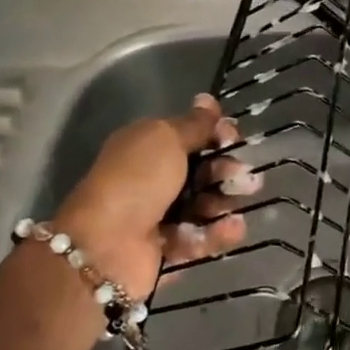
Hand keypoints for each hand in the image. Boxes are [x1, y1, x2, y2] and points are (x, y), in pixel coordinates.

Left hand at [50, 93, 255, 300]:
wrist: (106, 247)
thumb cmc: (137, 181)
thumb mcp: (166, 139)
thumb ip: (194, 124)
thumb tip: (208, 99)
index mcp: (146, 147)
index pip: (189, 135)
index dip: (215, 134)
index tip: (234, 137)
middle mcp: (152, 179)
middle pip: (201, 171)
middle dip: (226, 171)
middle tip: (244, 176)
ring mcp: (159, 216)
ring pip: (204, 206)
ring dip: (225, 203)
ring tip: (238, 204)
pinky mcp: (168, 250)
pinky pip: (199, 238)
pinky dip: (217, 233)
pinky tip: (232, 228)